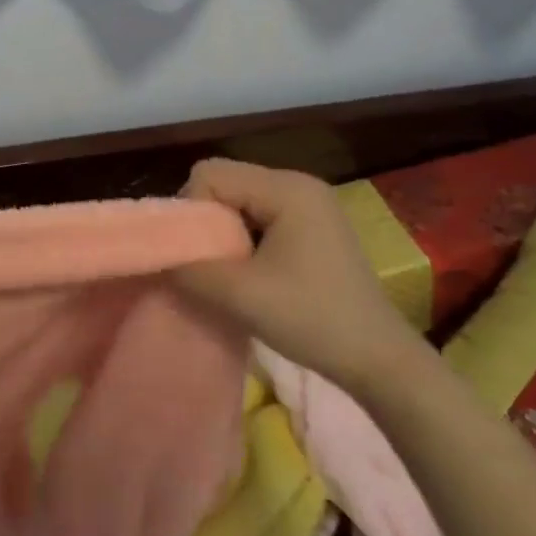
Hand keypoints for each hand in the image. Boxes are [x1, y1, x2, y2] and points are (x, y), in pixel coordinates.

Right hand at [172, 158, 422, 389]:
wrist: (378, 360)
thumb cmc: (312, 320)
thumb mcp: (240, 296)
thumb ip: (190, 269)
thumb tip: (156, 258)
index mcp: (286, 188)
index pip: (210, 174)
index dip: (193, 210)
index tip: (199, 255)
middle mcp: (298, 184)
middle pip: (225, 183)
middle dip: (207, 222)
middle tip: (211, 266)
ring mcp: (309, 204)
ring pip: (240, 202)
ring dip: (225, 235)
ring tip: (231, 273)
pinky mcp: (313, 227)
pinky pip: (259, 216)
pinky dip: (245, 240)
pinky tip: (252, 274)